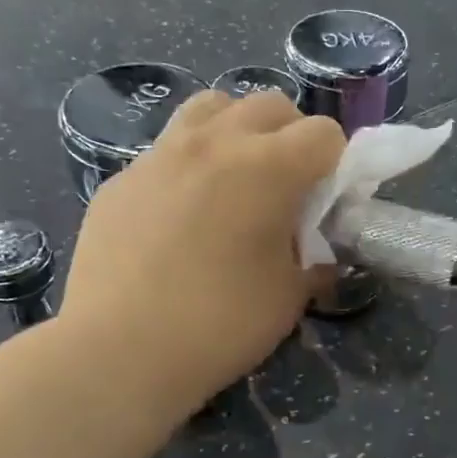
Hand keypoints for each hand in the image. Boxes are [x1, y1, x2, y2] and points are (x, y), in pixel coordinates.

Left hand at [60, 89, 344, 412]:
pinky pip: (168, 148)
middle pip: (270, 105)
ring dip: (237, 131)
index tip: (328, 202)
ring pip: (212, 107)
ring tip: (235, 178)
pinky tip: (182, 213)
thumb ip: (313, 261)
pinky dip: (191, 163)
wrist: (119, 352)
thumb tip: (318, 254)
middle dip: (291, 137)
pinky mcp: (122, 177)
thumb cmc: (220, 326)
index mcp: (267, 168)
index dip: (337, 165)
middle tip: (288, 187)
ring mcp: (161, 154)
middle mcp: (214, 142)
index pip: (324, 133)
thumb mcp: (288, 298)